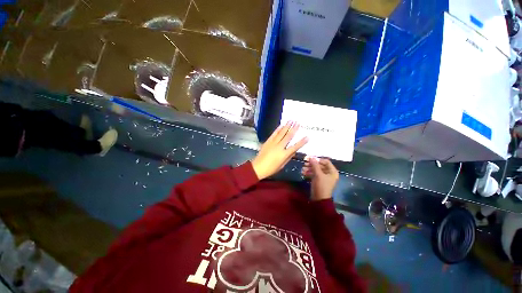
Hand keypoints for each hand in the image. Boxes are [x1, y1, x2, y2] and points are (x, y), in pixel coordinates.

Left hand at [251, 121, 307, 179]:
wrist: (258, 167)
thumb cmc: (271, 169)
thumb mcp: (282, 165)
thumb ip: (288, 157)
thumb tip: (294, 150)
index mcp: (284, 154)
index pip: (295, 147)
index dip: (302, 142)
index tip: (307, 137)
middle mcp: (279, 147)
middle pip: (288, 136)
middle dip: (294, 129)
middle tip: (298, 122)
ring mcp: (273, 143)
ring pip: (281, 133)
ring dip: (286, 126)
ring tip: (291, 120)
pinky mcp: (268, 141)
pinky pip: (274, 134)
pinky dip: (278, 129)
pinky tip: (281, 125)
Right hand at [301, 157, 338, 200]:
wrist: (319, 199)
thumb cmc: (321, 186)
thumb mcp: (318, 174)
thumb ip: (314, 165)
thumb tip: (311, 157)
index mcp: (332, 171)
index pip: (326, 161)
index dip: (318, 160)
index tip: (310, 160)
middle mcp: (329, 173)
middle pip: (320, 165)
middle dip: (312, 164)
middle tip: (304, 164)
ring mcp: (324, 177)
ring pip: (316, 169)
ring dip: (309, 168)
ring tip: (302, 169)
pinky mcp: (319, 180)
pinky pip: (314, 174)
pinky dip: (309, 173)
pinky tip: (303, 173)